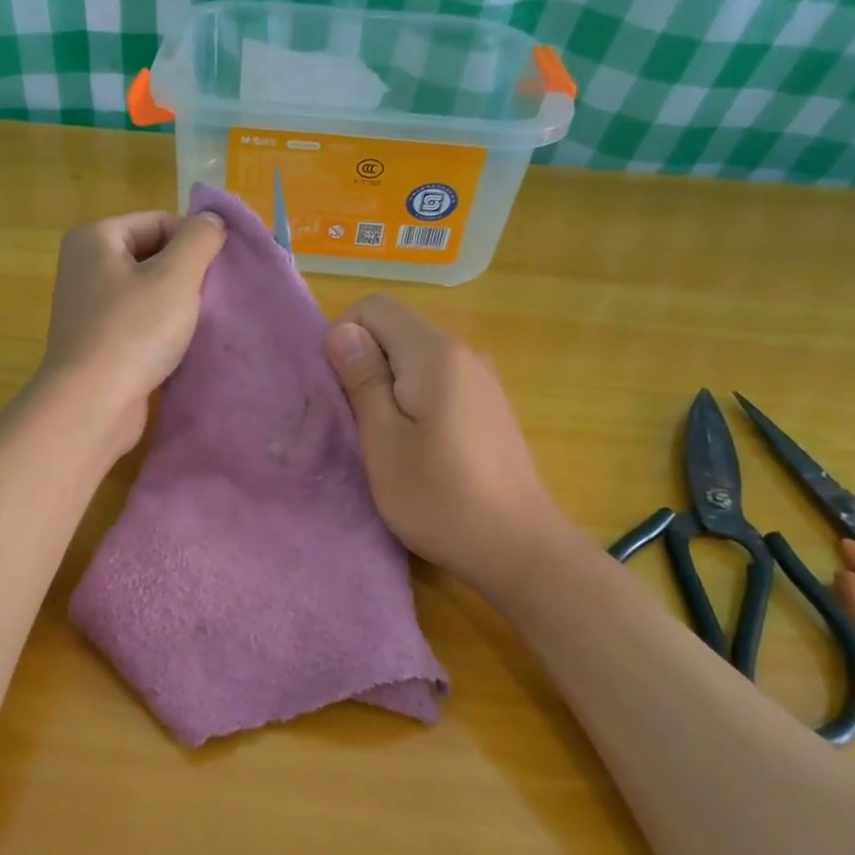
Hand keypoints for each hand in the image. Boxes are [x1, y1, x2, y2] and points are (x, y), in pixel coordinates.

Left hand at [37, 209, 227, 455]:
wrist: (92, 404)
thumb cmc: (134, 332)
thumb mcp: (176, 276)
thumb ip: (200, 240)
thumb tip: (212, 220)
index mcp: (95, 238)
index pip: (159, 221)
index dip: (194, 241)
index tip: (220, 271)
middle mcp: (85, 267)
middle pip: (152, 255)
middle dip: (186, 274)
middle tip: (214, 298)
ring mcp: (89, 307)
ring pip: (148, 292)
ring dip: (178, 305)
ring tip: (202, 322)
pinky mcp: (97, 343)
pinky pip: (139, 323)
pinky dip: (162, 330)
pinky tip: (182, 346)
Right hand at [325, 294, 565, 599]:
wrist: (518, 547)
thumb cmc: (439, 498)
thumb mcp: (383, 442)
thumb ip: (362, 379)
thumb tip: (341, 330)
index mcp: (435, 354)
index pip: (374, 307)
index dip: (343, 336)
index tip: (336, 388)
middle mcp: (463, 353)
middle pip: (396, 330)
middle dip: (364, 364)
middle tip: (353, 421)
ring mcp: (481, 379)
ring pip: (415, 359)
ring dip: (387, 386)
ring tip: (381, 439)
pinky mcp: (488, 406)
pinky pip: (437, 382)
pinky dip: (413, 401)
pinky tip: (416, 446)